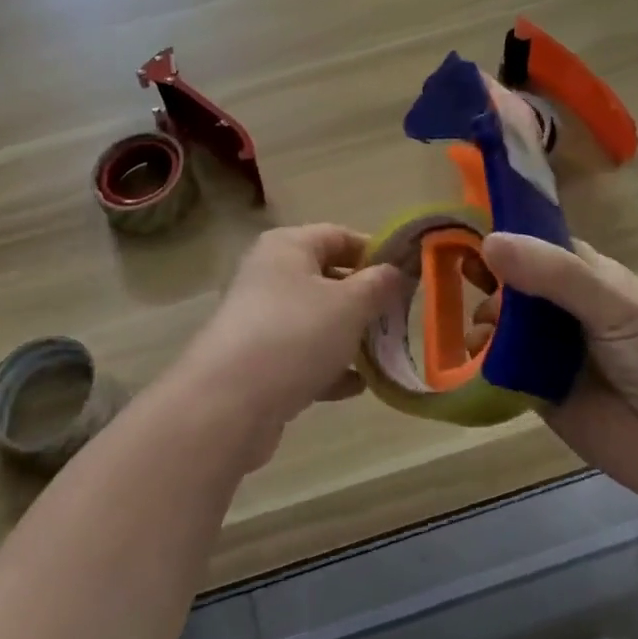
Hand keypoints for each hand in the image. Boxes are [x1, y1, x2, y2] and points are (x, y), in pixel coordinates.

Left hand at [173, 225, 401, 466]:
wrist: (228, 403)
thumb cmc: (295, 335)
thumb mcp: (349, 305)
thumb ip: (378, 285)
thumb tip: (397, 271)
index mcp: (286, 247)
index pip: (339, 235)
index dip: (375, 251)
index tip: (409, 275)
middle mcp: (269, 276)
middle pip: (327, 278)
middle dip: (365, 298)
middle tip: (400, 317)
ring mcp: (261, 320)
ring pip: (316, 320)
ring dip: (350, 336)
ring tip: (384, 353)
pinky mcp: (258, 362)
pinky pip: (303, 356)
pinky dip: (329, 368)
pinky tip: (357, 386)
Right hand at [480, 233, 637, 510]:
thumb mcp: (614, 305)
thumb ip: (554, 274)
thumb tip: (488, 242)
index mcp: (586, 276)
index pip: (536, 243)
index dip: (503, 236)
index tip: (463, 231)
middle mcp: (562, 307)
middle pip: (510, 282)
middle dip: (485, 280)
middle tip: (463, 281)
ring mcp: (546, 349)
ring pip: (499, 323)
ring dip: (483, 320)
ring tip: (484, 333)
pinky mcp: (533, 389)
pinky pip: (498, 366)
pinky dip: (482, 359)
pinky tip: (477, 358)